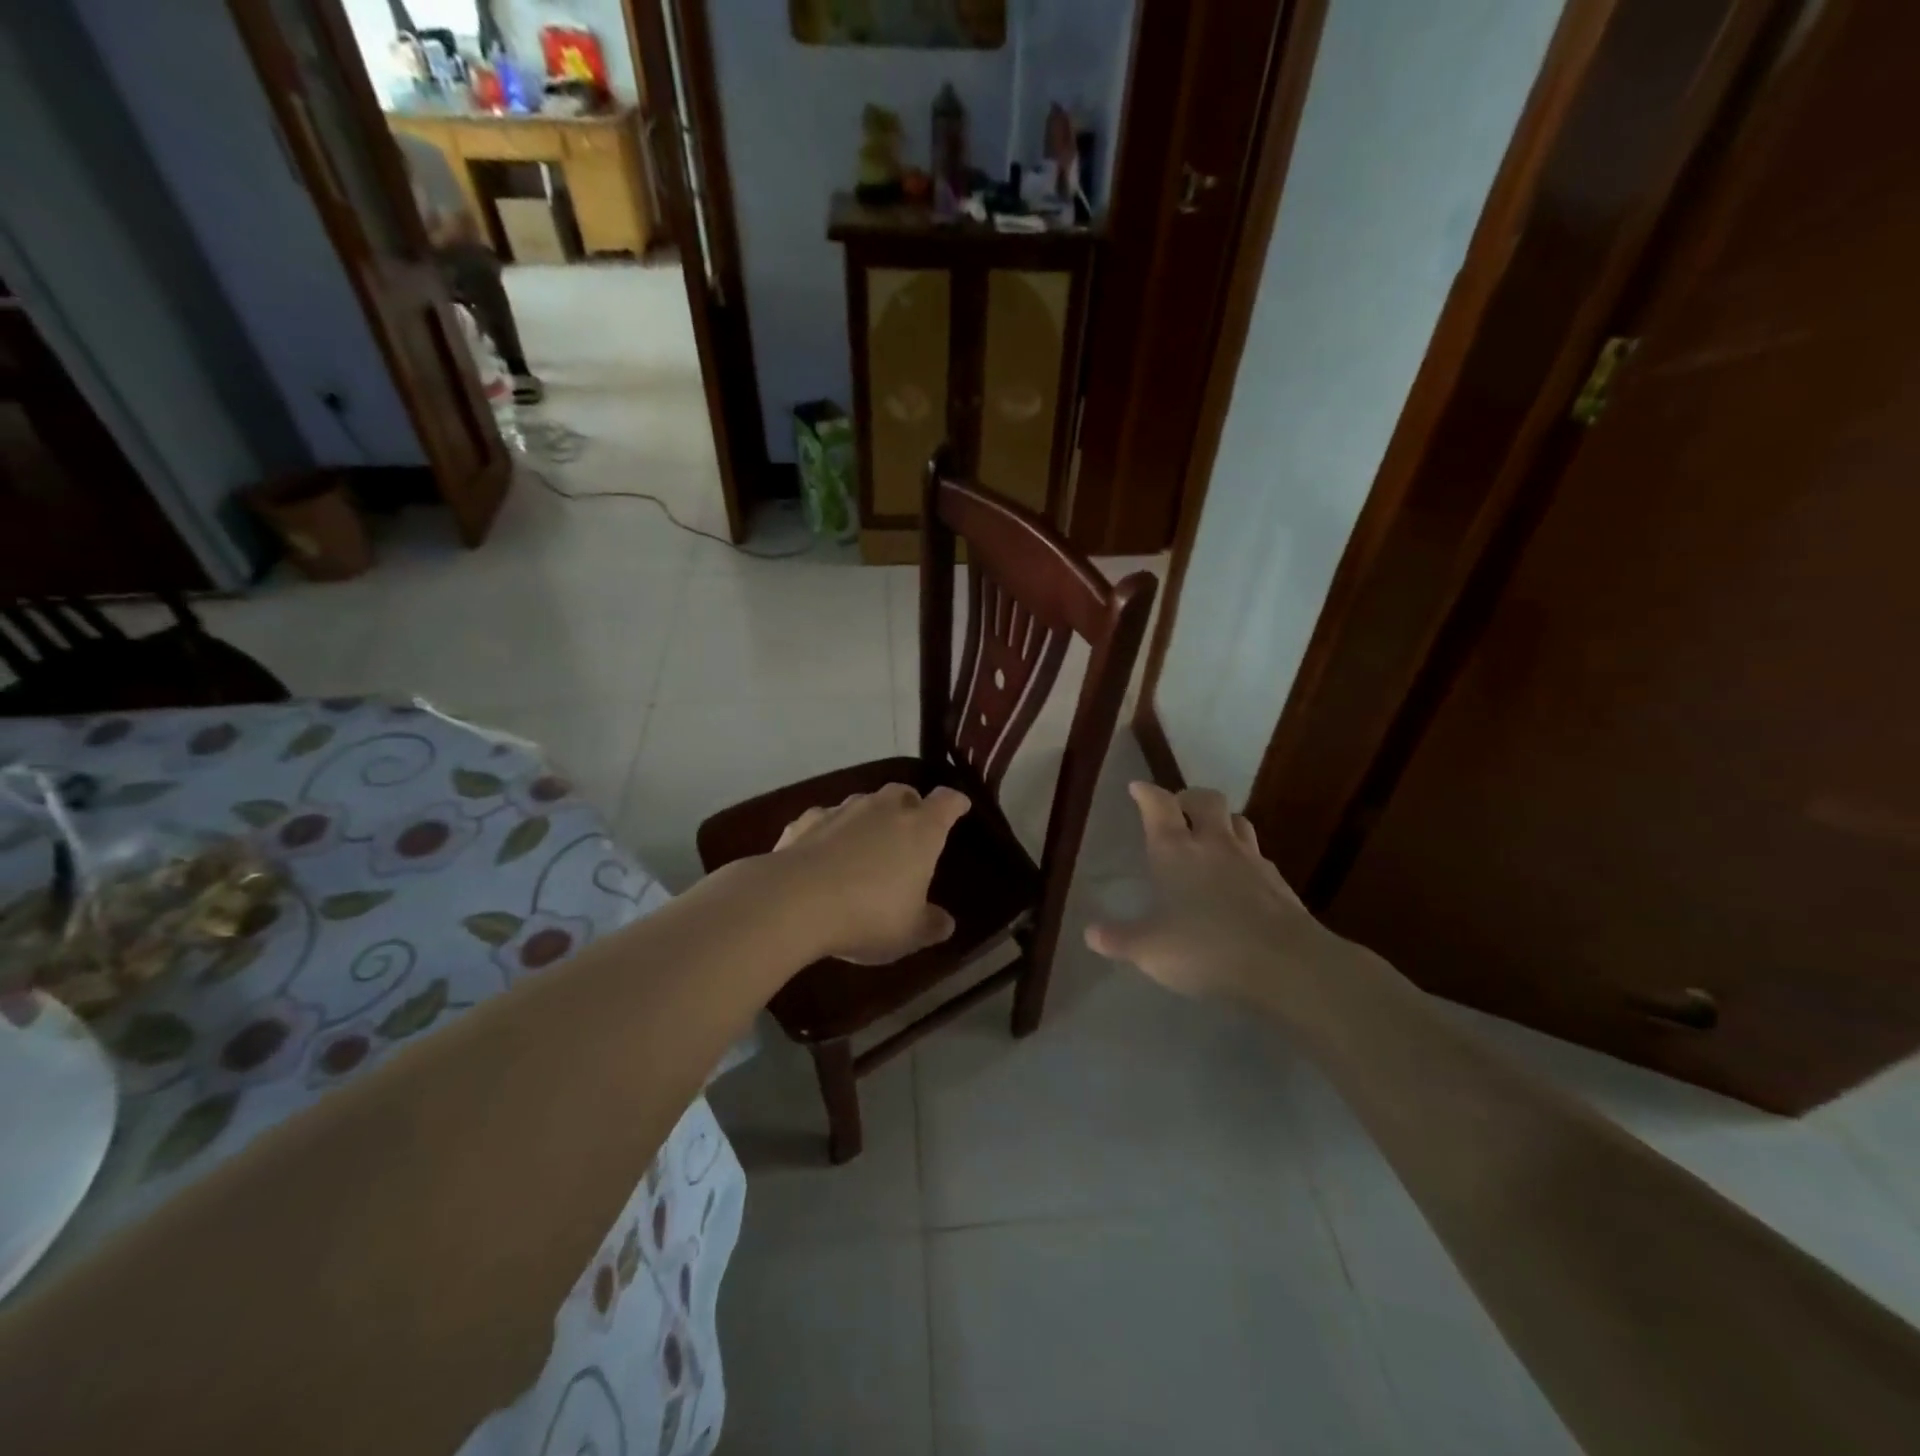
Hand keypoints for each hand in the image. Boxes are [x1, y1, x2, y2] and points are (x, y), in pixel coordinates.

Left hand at [771, 783, 969, 962]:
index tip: (960, 807)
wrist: (793, 901)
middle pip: (903, 793)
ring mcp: (842, 810)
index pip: (947, 802)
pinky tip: (821, 855)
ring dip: (869, 818)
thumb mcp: (909, 932)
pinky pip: (824, 820)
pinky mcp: (805, 821)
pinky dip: (828, 832)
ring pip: (863, 803)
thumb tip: (945, 923)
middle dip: (910, 805)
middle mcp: (884, 809)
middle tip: (910, 828)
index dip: (955, 803)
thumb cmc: (868, 915)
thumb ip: (930, 925)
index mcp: (920, 830)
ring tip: (865, 845)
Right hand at [1085, 783, 1335, 1004]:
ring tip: (1210, 837)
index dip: (1146, 793)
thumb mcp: (1150, 950)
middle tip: (1177, 809)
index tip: (1137, 788)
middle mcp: (1214, 844)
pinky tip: (1239, 878)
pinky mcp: (1278, 882)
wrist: (1285, 964)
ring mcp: (1251, 859)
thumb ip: (1119, 940)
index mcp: (1176, 851)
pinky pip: (1258, 855)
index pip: (1159, 805)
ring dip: (1221, 822)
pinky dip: (1244, 857)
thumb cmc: (1206, 948)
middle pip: (1205, 800)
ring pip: (1237, 822)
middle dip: (1189, 797)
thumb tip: (1090, 933)